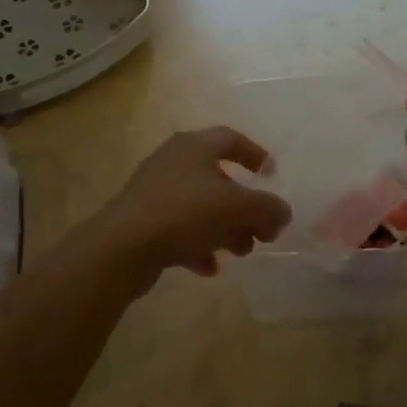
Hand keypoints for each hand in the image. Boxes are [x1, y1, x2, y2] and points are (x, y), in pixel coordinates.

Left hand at [92, 127, 289, 288]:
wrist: (123, 246)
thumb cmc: (184, 213)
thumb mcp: (237, 208)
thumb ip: (267, 208)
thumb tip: (283, 213)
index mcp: (194, 146)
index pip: (230, 138)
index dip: (254, 153)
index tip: (272, 174)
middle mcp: (173, 161)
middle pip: (218, 177)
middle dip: (244, 205)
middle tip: (262, 230)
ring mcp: (155, 190)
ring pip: (200, 205)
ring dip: (225, 227)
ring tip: (241, 251)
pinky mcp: (142, 219)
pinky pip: (179, 228)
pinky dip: (198, 244)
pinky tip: (209, 267)